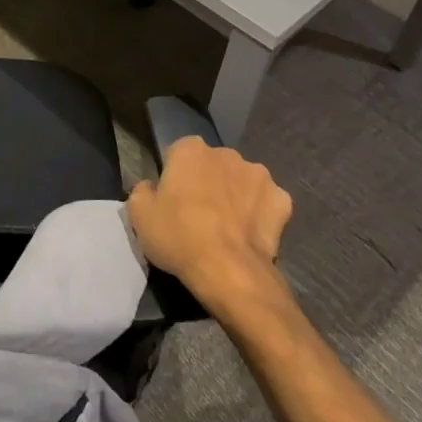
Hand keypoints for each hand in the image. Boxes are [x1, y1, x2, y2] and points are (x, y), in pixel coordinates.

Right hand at [127, 137, 292, 311]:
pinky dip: (261, 214)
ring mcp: (258, 174)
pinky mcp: (282, 200)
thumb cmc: (179, 237)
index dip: (174, 178)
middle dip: (207, 182)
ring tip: (227, 228)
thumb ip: (142, 191)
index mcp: (190, 149)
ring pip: (242, 181)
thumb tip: (151, 187)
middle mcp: (226, 153)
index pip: (178, 154)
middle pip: (212, 165)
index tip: (172, 202)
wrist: (229, 271)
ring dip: (235, 195)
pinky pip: (267, 202)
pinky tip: (251, 235)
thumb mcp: (139, 215)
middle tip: (198, 216)